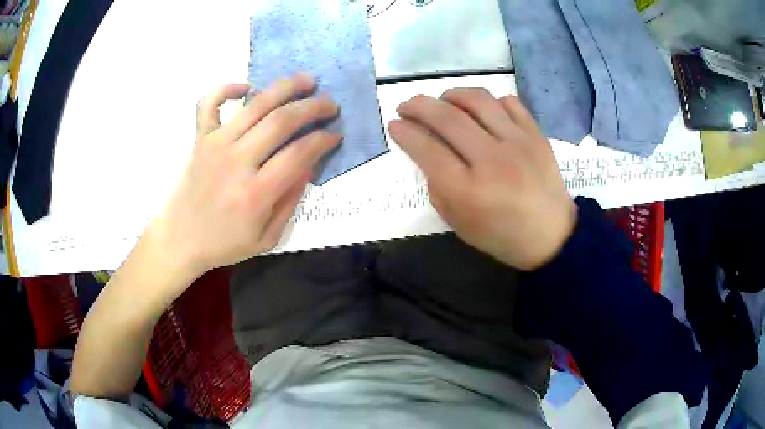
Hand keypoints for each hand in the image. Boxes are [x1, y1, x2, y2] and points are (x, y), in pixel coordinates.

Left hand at [150, 74, 339, 280]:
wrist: (179, 240)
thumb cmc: (223, 244)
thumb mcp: (267, 238)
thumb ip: (290, 202)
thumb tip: (308, 165)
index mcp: (256, 193)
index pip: (299, 153)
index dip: (323, 139)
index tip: (336, 134)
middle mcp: (236, 161)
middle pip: (282, 121)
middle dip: (313, 107)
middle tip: (331, 104)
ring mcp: (215, 145)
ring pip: (255, 105)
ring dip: (285, 88)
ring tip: (307, 81)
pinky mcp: (200, 138)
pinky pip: (209, 103)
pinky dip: (226, 88)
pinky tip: (245, 87)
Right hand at [388, 88, 575, 270]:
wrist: (551, 236)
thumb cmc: (501, 235)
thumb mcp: (458, 223)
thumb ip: (437, 186)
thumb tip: (426, 151)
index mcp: (469, 191)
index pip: (427, 149)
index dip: (405, 132)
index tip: (394, 124)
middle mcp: (492, 160)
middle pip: (447, 118)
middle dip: (418, 106)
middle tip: (406, 105)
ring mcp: (518, 143)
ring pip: (477, 100)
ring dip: (451, 94)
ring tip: (442, 100)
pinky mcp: (536, 135)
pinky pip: (509, 102)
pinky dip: (490, 101)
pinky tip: (482, 110)